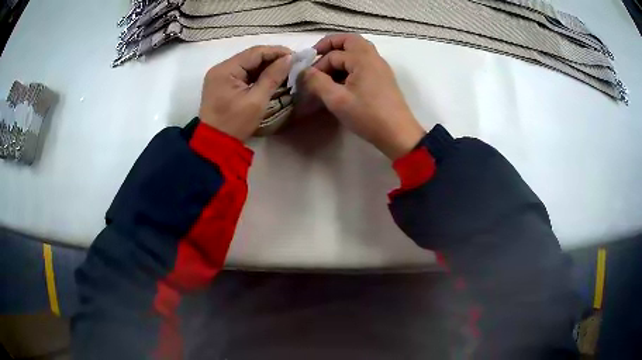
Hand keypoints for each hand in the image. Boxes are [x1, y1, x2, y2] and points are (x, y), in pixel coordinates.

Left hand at [199, 46, 292, 140]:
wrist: (214, 144)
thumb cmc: (235, 123)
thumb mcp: (257, 100)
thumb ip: (273, 77)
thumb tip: (289, 59)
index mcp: (226, 69)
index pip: (255, 52)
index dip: (277, 52)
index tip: (295, 57)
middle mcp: (221, 68)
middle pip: (251, 57)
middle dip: (272, 59)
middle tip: (292, 64)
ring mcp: (220, 76)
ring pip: (248, 65)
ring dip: (266, 67)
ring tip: (285, 71)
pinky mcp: (222, 84)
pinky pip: (243, 74)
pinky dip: (257, 75)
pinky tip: (270, 78)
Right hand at [301, 34, 424, 159]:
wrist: (398, 134)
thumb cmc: (368, 116)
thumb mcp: (337, 100)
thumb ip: (317, 82)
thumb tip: (303, 72)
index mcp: (362, 58)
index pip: (333, 54)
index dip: (317, 65)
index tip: (307, 80)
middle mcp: (373, 57)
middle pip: (350, 40)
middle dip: (330, 45)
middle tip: (316, 57)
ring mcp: (380, 67)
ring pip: (358, 50)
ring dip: (341, 54)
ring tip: (327, 71)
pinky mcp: (383, 78)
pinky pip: (364, 62)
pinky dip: (350, 64)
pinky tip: (342, 81)